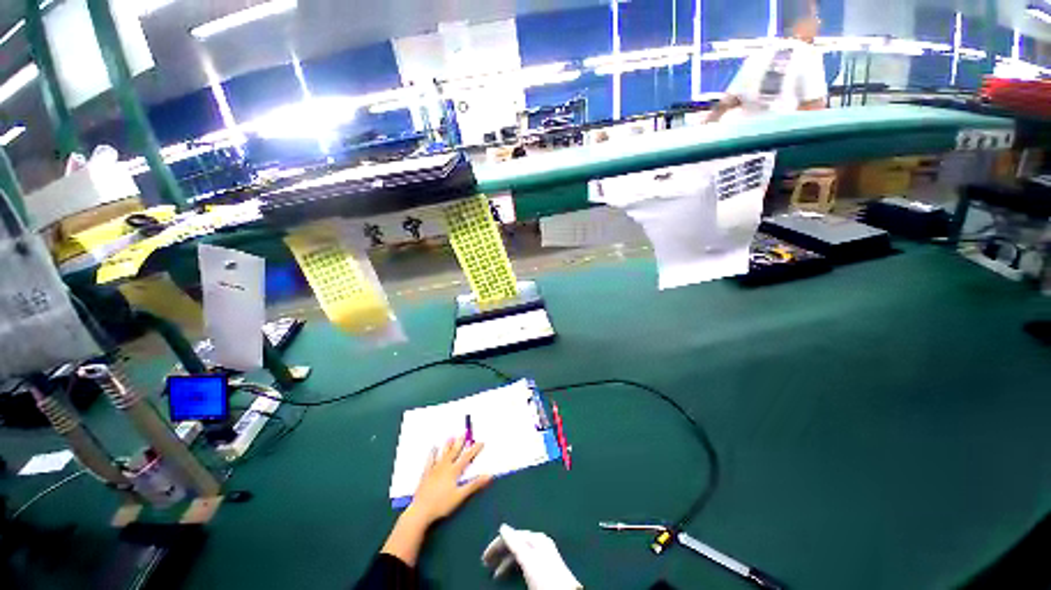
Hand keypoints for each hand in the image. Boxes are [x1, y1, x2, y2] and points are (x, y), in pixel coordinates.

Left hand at [381, 436, 490, 565]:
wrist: (422, 509)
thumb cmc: (443, 504)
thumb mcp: (461, 495)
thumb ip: (474, 485)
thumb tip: (489, 475)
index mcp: (452, 473)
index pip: (465, 459)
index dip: (473, 450)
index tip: (480, 442)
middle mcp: (443, 468)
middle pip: (453, 453)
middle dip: (459, 443)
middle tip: (463, 433)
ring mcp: (433, 470)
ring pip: (441, 455)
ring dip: (446, 446)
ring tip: (450, 437)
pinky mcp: (425, 474)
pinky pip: (429, 461)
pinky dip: (432, 454)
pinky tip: (432, 449)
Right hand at [482, 524, 581, 589]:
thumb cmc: (544, 575)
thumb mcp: (528, 558)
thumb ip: (515, 542)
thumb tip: (503, 526)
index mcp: (538, 540)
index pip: (513, 535)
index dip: (497, 544)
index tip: (485, 556)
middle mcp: (541, 544)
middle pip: (516, 544)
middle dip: (500, 552)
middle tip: (486, 563)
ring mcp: (544, 555)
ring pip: (519, 554)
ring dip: (506, 561)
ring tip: (496, 574)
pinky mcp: (545, 565)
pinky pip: (524, 561)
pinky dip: (514, 565)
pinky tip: (509, 573)